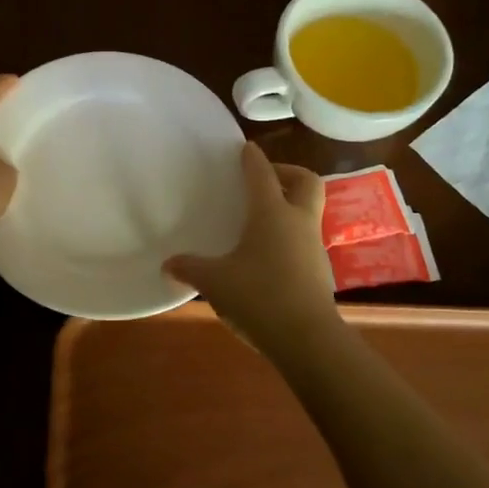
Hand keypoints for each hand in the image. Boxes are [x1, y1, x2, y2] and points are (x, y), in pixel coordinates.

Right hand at [164, 142, 338, 349]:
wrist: (307, 339)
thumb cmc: (258, 297)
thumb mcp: (214, 282)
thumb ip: (190, 268)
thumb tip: (167, 265)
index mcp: (271, 214)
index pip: (262, 174)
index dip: (252, 158)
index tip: (245, 148)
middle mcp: (298, 222)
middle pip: (305, 182)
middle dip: (288, 173)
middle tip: (265, 179)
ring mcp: (314, 247)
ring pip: (308, 212)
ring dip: (290, 207)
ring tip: (261, 221)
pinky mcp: (320, 272)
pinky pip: (305, 241)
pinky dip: (290, 237)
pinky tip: (268, 257)